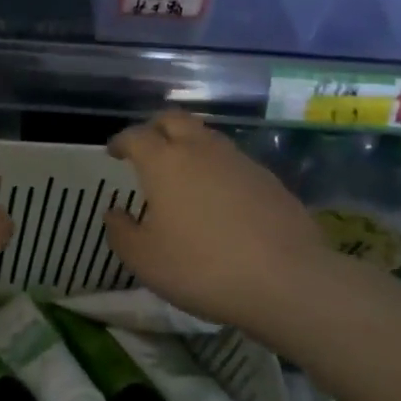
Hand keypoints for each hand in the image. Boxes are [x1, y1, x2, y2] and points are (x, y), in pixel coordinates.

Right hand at [103, 110, 339, 331]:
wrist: (287, 280)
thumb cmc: (202, 267)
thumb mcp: (145, 260)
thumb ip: (122, 233)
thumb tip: (114, 213)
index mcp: (164, 162)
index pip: (136, 136)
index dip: (121, 140)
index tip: (114, 151)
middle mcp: (201, 150)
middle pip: (174, 120)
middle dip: (155, 128)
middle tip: (147, 147)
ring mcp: (240, 162)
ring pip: (207, 137)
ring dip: (189, 145)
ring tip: (182, 172)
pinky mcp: (269, 180)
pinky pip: (233, 162)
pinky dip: (217, 168)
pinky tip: (219, 197)